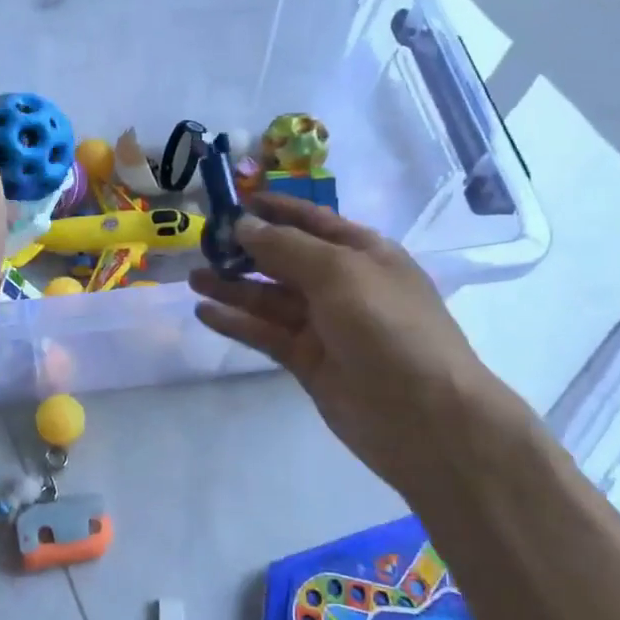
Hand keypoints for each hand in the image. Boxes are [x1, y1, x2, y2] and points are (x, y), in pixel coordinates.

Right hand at [188, 193, 511, 494]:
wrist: (425, 417)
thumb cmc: (388, 327)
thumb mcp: (339, 273)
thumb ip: (286, 247)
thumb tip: (243, 224)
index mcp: (362, 253)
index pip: (311, 221)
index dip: (274, 210)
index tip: (233, 202)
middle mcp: (342, 285)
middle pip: (285, 259)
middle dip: (246, 250)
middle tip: (202, 244)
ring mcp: (324, 325)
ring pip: (269, 298)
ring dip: (233, 286)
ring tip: (194, 278)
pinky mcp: (307, 361)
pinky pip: (265, 333)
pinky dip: (237, 322)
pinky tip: (204, 312)